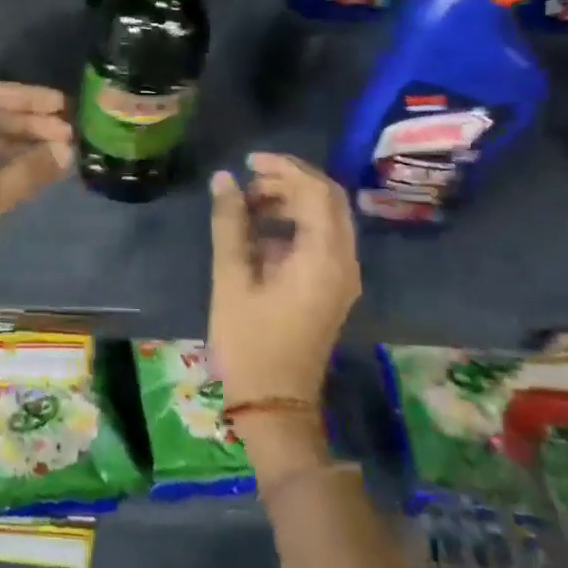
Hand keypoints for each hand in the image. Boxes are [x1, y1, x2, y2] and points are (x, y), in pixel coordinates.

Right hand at [207, 153, 360, 407]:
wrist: (274, 404)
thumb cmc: (250, 342)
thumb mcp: (232, 278)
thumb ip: (230, 223)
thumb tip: (224, 178)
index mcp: (324, 258)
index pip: (316, 192)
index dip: (284, 168)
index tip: (248, 162)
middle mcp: (343, 262)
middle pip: (328, 201)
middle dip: (289, 181)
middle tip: (248, 180)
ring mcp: (341, 277)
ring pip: (325, 219)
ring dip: (290, 202)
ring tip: (247, 204)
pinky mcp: (331, 288)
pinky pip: (320, 241)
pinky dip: (293, 225)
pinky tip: (258, 234)